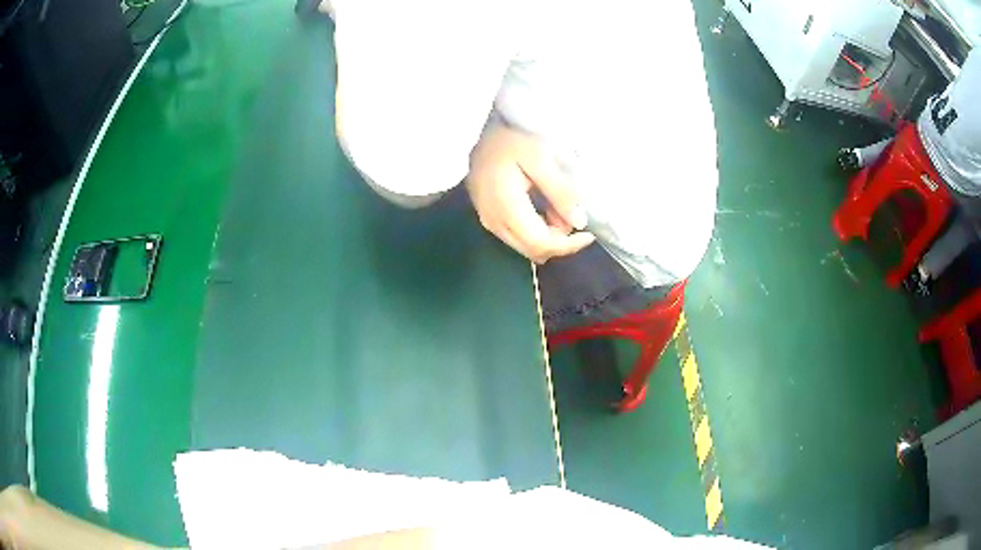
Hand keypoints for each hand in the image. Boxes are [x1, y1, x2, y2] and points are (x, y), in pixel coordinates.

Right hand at [466, 124, 594, 263]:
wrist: (480, 132)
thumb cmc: (512, 141)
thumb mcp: (541, 158)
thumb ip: (560, 192)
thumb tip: (579, 222)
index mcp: (506, 207)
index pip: (540, 243)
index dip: (568, 245)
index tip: (588, 234)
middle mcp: (494, 221)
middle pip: (532, 250)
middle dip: (559, 241)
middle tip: (572, 214)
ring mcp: (488, 221)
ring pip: (525, 247)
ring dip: (549, 236)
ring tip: (558, 206)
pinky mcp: (488, 218)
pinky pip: (517, 237)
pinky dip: (537, 230)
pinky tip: (544, 209)